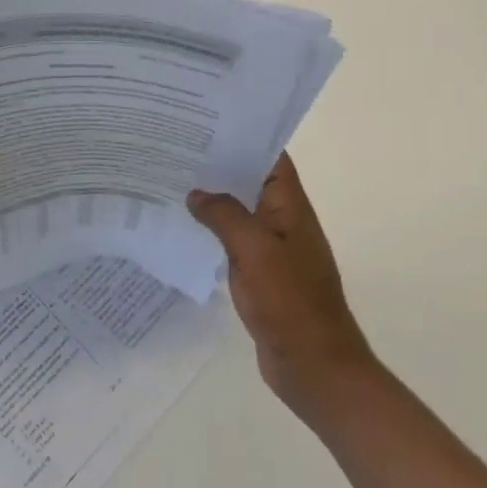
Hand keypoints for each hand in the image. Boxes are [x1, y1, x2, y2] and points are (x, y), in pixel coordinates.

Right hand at [188, 153, 374, 424]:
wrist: (315, 367)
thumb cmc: (290, 302)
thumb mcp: (255, 250)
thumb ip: (224, 215)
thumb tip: (196, 194)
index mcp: (290, 206)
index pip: (271, 157)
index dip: (244, 135)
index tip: (207, 120)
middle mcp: (282, 221)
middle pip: (250, 181)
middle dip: (219, 163)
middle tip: (176, 145)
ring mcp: (271, 249)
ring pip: (238, 211)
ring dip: (213, 197)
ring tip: (171, 178)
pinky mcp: (259, 274)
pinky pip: (232, 241)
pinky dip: (211, 230)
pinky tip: (182, 226)